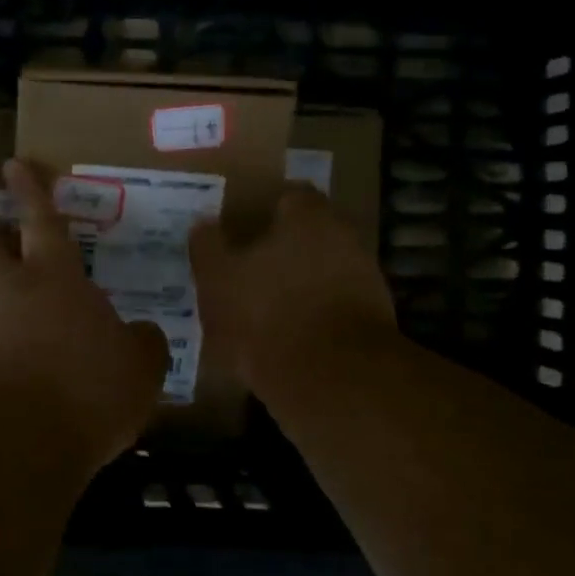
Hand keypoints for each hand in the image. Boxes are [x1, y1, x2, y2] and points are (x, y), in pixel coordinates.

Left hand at [0, 160, 169, 468]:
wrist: (5, 445)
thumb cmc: (83, 394)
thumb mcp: (138, 372)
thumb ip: (142, 346)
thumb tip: (143, 335)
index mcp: (53, 279)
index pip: (43, 221)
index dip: (32, 191)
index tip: (14, 164)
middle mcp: (2, 290)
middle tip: (11, 255)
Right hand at [189, 184, 402, 408]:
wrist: (332, 380)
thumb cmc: (265, 314)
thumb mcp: (216, 278)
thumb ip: (208, 246)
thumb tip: (203, 223)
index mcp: (308, 216)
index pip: (289, 195)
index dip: (263, 209)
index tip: (241, 228)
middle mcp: (344, 238)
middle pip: (309, 234)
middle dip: (281, 249)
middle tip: (247, 269)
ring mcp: (364, 280)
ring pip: (322, 272)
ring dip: (297, 285)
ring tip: (262, 309)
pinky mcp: (370, 322)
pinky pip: (332, 308)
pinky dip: (311, 317)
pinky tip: (284, 338)